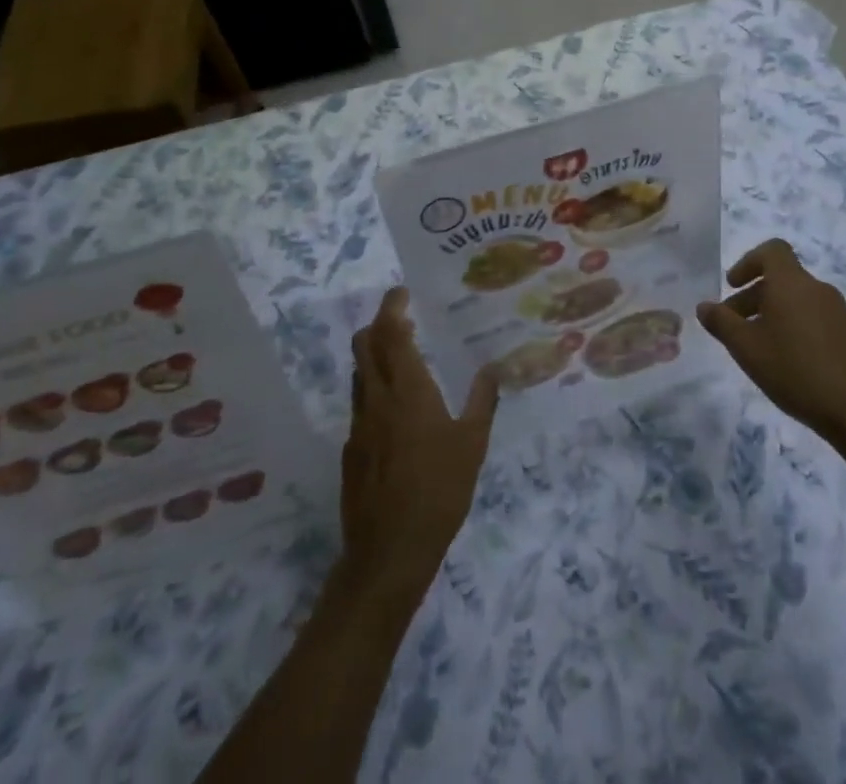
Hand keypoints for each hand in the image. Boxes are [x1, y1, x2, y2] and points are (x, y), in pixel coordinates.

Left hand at [337, 288, 498, 613]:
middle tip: (401, 320)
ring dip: (374, 357)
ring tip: (402, 360)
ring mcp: (358, 425)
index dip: (392, 307)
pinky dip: (374, 391)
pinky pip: (360, 405)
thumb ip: (483, 401)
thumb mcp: (472, 445)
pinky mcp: (350, 451)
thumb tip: (495, 368)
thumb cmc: (439, 491)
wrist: (388, 552)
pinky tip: (396, 413)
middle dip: (378, 324)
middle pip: (364, 345)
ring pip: (359, 374)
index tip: (401, 293)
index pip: (391, 333)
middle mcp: (377, 398)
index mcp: (408, 390)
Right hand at [698, 239, 845, 444]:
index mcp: (791, 283)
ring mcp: (837, 312)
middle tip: (733, 325)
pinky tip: (787, 361)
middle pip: (781, 278)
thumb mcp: (746, 348)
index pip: (772, 250)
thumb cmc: (794, 370)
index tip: (732, 285)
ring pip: (797, 300)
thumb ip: (721, 322)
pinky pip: (814, 317)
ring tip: (758, 347)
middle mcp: (817, 289)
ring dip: (772, 313)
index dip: (748, 262)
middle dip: (753, 296)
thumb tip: (704, 306)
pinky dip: (794, 326)